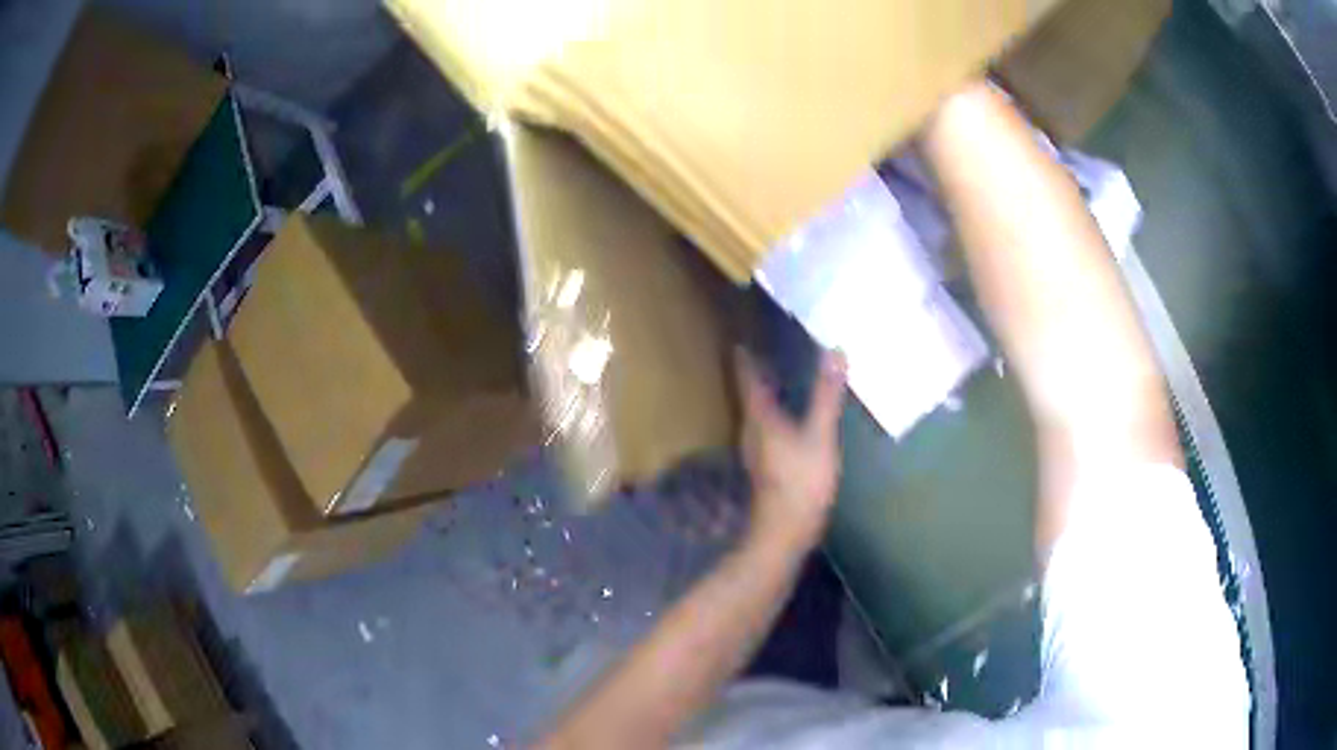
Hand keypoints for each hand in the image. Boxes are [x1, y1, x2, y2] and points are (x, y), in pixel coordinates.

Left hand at [736, 348, 847, 549]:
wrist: (786, 531)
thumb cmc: (801, 481)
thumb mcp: (819, 435)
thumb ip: (827, 395)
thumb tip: (834, 351)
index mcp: (760, 418)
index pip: (748, 381)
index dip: (746, 361)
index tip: (742, 343)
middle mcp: (752, 431)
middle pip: (749, 397)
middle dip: (755, 376)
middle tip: (764, 354)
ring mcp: (757, 452)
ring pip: (757, 415)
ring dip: (765, 397)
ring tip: (778, 381)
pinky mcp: (766, 468)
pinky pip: (767, 431)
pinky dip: (774, 417)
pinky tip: (789, 421)